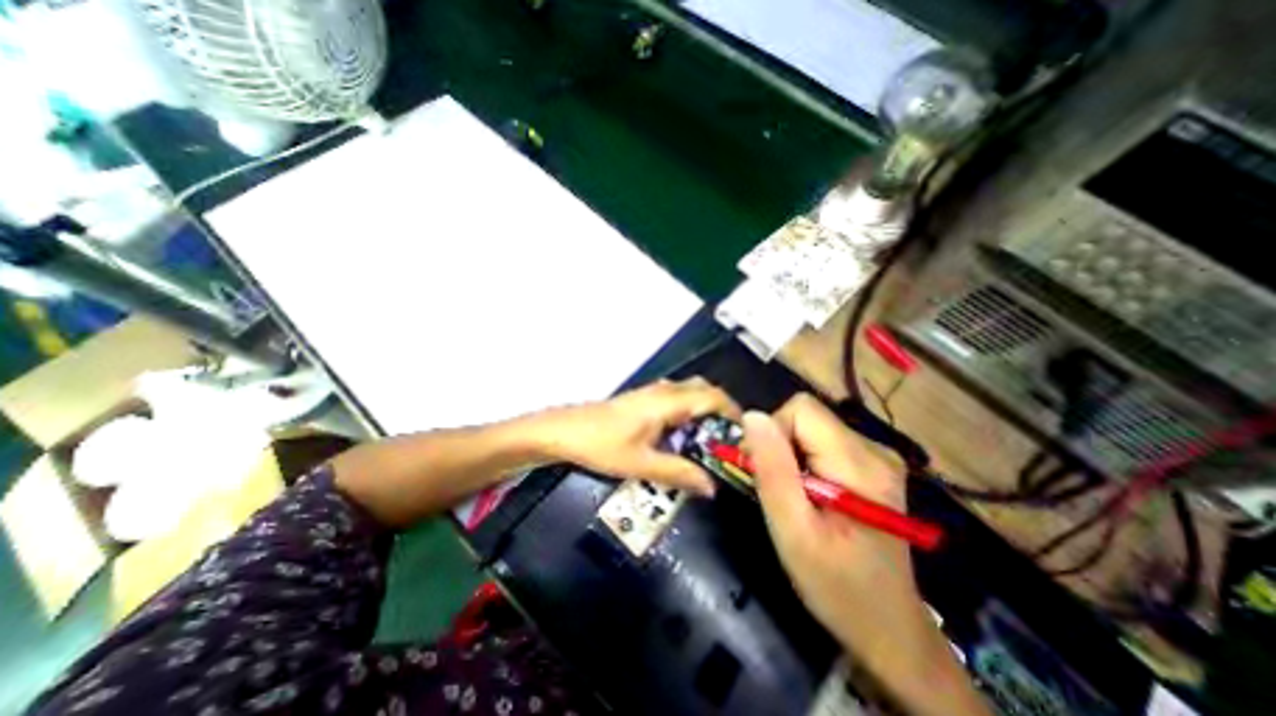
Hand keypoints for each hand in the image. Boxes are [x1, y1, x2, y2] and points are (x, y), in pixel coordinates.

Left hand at [536, 378, 737, 494]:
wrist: (563, 431)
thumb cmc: (601, 445)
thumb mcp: (641, 464)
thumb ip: (679, 473)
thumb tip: (712, 487)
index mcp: (667, 401)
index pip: (712, 397)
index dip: (734, 413)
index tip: (746, 437)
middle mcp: (663, 390)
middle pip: (704, 390)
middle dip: (722, 411)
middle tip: (729, 441)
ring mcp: (650, 392)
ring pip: (689, 392)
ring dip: (704, 411)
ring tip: (710, 441)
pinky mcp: (641, 399)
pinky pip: (675, 398)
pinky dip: (688, 411)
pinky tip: (682, 436)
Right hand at [740, 396, 929, 651]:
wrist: (888, 628)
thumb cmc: (837, 586)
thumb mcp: (793, 531)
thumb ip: (772, 469)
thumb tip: (751, 416)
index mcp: (860, 463)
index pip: (801, 409)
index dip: (773, 432)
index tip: (764, 471)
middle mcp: (875, 449)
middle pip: (806, 416)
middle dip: (780, 444)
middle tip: (777, 489)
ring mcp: (877, 456)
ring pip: (811, 427)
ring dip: (790, 454)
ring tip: (793, 495)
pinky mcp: (870, 465)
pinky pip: (821, 442)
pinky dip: (803, 461)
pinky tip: (809, 493)